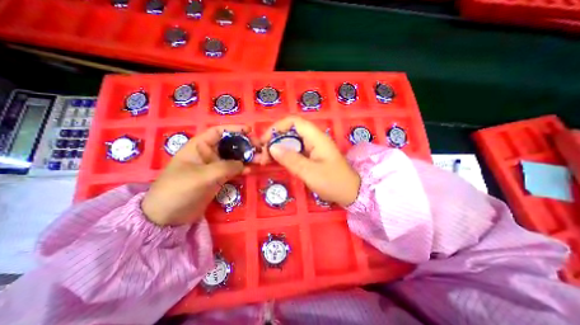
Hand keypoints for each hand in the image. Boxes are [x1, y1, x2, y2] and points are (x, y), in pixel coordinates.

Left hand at [142, 125, 254, 225]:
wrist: (168, 216)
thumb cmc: (179, 190)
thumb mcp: (203, 176)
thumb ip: (226, 167)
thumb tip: (244, 164)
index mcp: (199, 146)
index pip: (218, 132)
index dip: (234, 129)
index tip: (250, 131)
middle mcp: (208, 154)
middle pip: (230, 144)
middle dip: (245, 144)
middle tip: (260, 148)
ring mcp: (214, 166)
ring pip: (234, 157)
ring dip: (247, 158)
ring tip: (260, 160)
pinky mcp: (218, 178)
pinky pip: (233, 170)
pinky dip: (242, 169)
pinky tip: (251, 170)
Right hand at [261, 117, 360, 206]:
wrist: (351, 192)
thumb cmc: (333, 182)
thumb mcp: (310, 172)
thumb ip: (291, 159)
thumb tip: (272, 147)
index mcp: (316, 138)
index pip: (294, 122)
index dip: (277, 127)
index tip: (265, 141)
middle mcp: (314, 139)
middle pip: (290, 131)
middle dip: (274, 140)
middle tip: (263, 155)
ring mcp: (313, 147)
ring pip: (291, 141)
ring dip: (278, 148)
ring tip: (265, 159)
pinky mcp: (312, 155)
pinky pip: (295, 150)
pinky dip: (284, 154)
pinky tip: (276, 161)